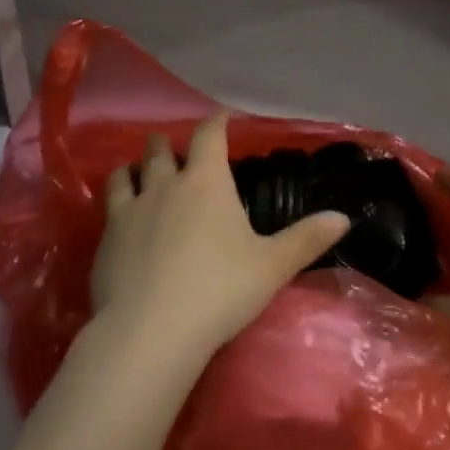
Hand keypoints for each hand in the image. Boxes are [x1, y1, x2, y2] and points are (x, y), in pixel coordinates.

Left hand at [92, 115, 349, 365]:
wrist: (151, 330)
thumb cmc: (220, 290)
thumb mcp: (272, 266)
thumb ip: (306, 239)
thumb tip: (343, 217)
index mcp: (206, 182)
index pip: (209, 135)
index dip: (215, 123)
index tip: (220, 118)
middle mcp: (165, 185)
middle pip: (160, 149)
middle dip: (168, 144)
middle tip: (175, 150)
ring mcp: (130, 209)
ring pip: (126, 173)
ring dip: (134, 169)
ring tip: (137, 173)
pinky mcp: (105, 238)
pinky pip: (108, 206)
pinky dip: (116, 201)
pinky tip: (120, 219)